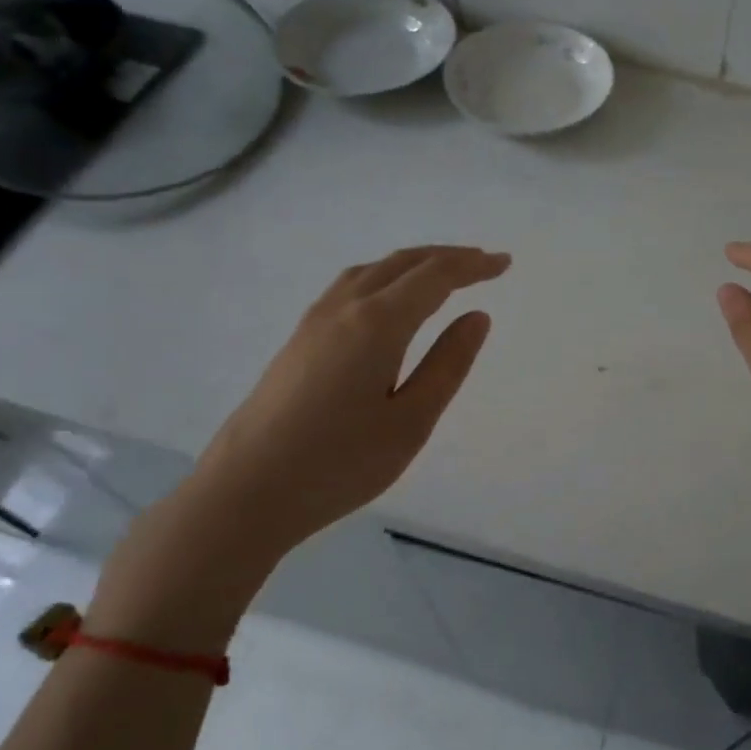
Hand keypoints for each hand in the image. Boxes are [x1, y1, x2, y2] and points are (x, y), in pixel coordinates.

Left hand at [93, 246, 507, 644]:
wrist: (246, 492)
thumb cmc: (340, 463)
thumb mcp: (411, 421)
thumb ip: (448, 364)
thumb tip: (476, 316)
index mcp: (377, 324)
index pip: (434, 277)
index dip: (472, 265)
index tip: (504, 264)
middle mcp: (344, 308)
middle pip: (402, 263)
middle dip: (447, 257)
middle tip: (484, 263)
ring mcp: (314, 322)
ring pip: (372, 271)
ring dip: (413, 264)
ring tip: (443, 274)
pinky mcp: (298, 340)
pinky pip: (351, 287)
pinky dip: (385, 277)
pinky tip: (388, 300)